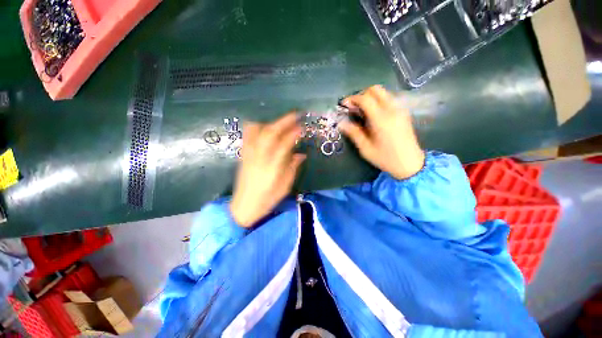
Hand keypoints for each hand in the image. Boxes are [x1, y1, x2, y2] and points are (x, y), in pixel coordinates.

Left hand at [230, 113, 305, 227]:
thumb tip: (301, 154)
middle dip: (283, 122)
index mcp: (272, 168)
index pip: (284, 145)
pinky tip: (263, 127)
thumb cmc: (267, 199)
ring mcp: (249, 155)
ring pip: (257, 132)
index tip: (302, 127)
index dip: (293, 134)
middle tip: (294, 115)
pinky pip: (247, 137)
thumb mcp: (285, 186)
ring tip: (280, 122)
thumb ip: (292, 168)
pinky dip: (255, 128)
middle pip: (270, 134)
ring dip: (270, 123)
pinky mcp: (243, 156)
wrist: (244, 206)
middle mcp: (259, 158)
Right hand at [339, 85, 424, 179]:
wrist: (410, 163)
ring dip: (370, 97)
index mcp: (381, 120)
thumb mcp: (365, 149)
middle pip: (376, 90)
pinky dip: (378, 101)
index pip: (365, 99)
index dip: (352, 99)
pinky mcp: (403, 113)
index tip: (344, 105)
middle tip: (353, 107)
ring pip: (383, 93)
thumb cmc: (386, 158)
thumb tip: (341, 123)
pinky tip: (373, 115)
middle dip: (362, 95)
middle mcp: (392, 110)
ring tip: (362, 111)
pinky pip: (389, 99)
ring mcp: (400, 110)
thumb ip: (354, 133)